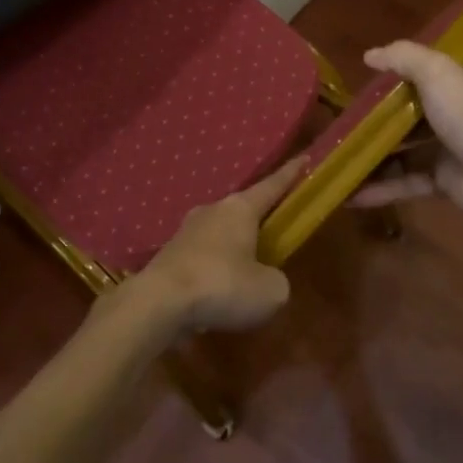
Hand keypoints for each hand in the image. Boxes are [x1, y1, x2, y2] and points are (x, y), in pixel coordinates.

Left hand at [120, 158, 304, 334]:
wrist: (159, 303)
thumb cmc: (223, 285)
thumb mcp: (270, 290)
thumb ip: (276, 280)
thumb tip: (266, 280)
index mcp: (240, 209)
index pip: (272, 186)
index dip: (290, 175)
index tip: (303, 158)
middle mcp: (212, 211)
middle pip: (242, 210)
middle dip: (258, 220)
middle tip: (274, 232)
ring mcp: (185, 232)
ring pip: (219, 235)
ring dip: (232, 249)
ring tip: (244, 274)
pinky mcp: (168, 257)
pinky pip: (201, 259)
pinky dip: (213, 272)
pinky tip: (217, 294)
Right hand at [349, 42, 462, 218]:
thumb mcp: (438, 71)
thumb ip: (403, 57)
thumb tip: (369, 55)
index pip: (436, 67)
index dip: (407, 67)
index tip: (373, 73)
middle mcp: (461, 112)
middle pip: (415, 109)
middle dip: (381, 115)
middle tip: (347, 116)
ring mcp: (452, 148)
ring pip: (407, 148)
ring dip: (375, 153)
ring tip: (339, 155)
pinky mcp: (444, 180)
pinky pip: (407, 181)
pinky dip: (381, 187)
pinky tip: (350, 193)